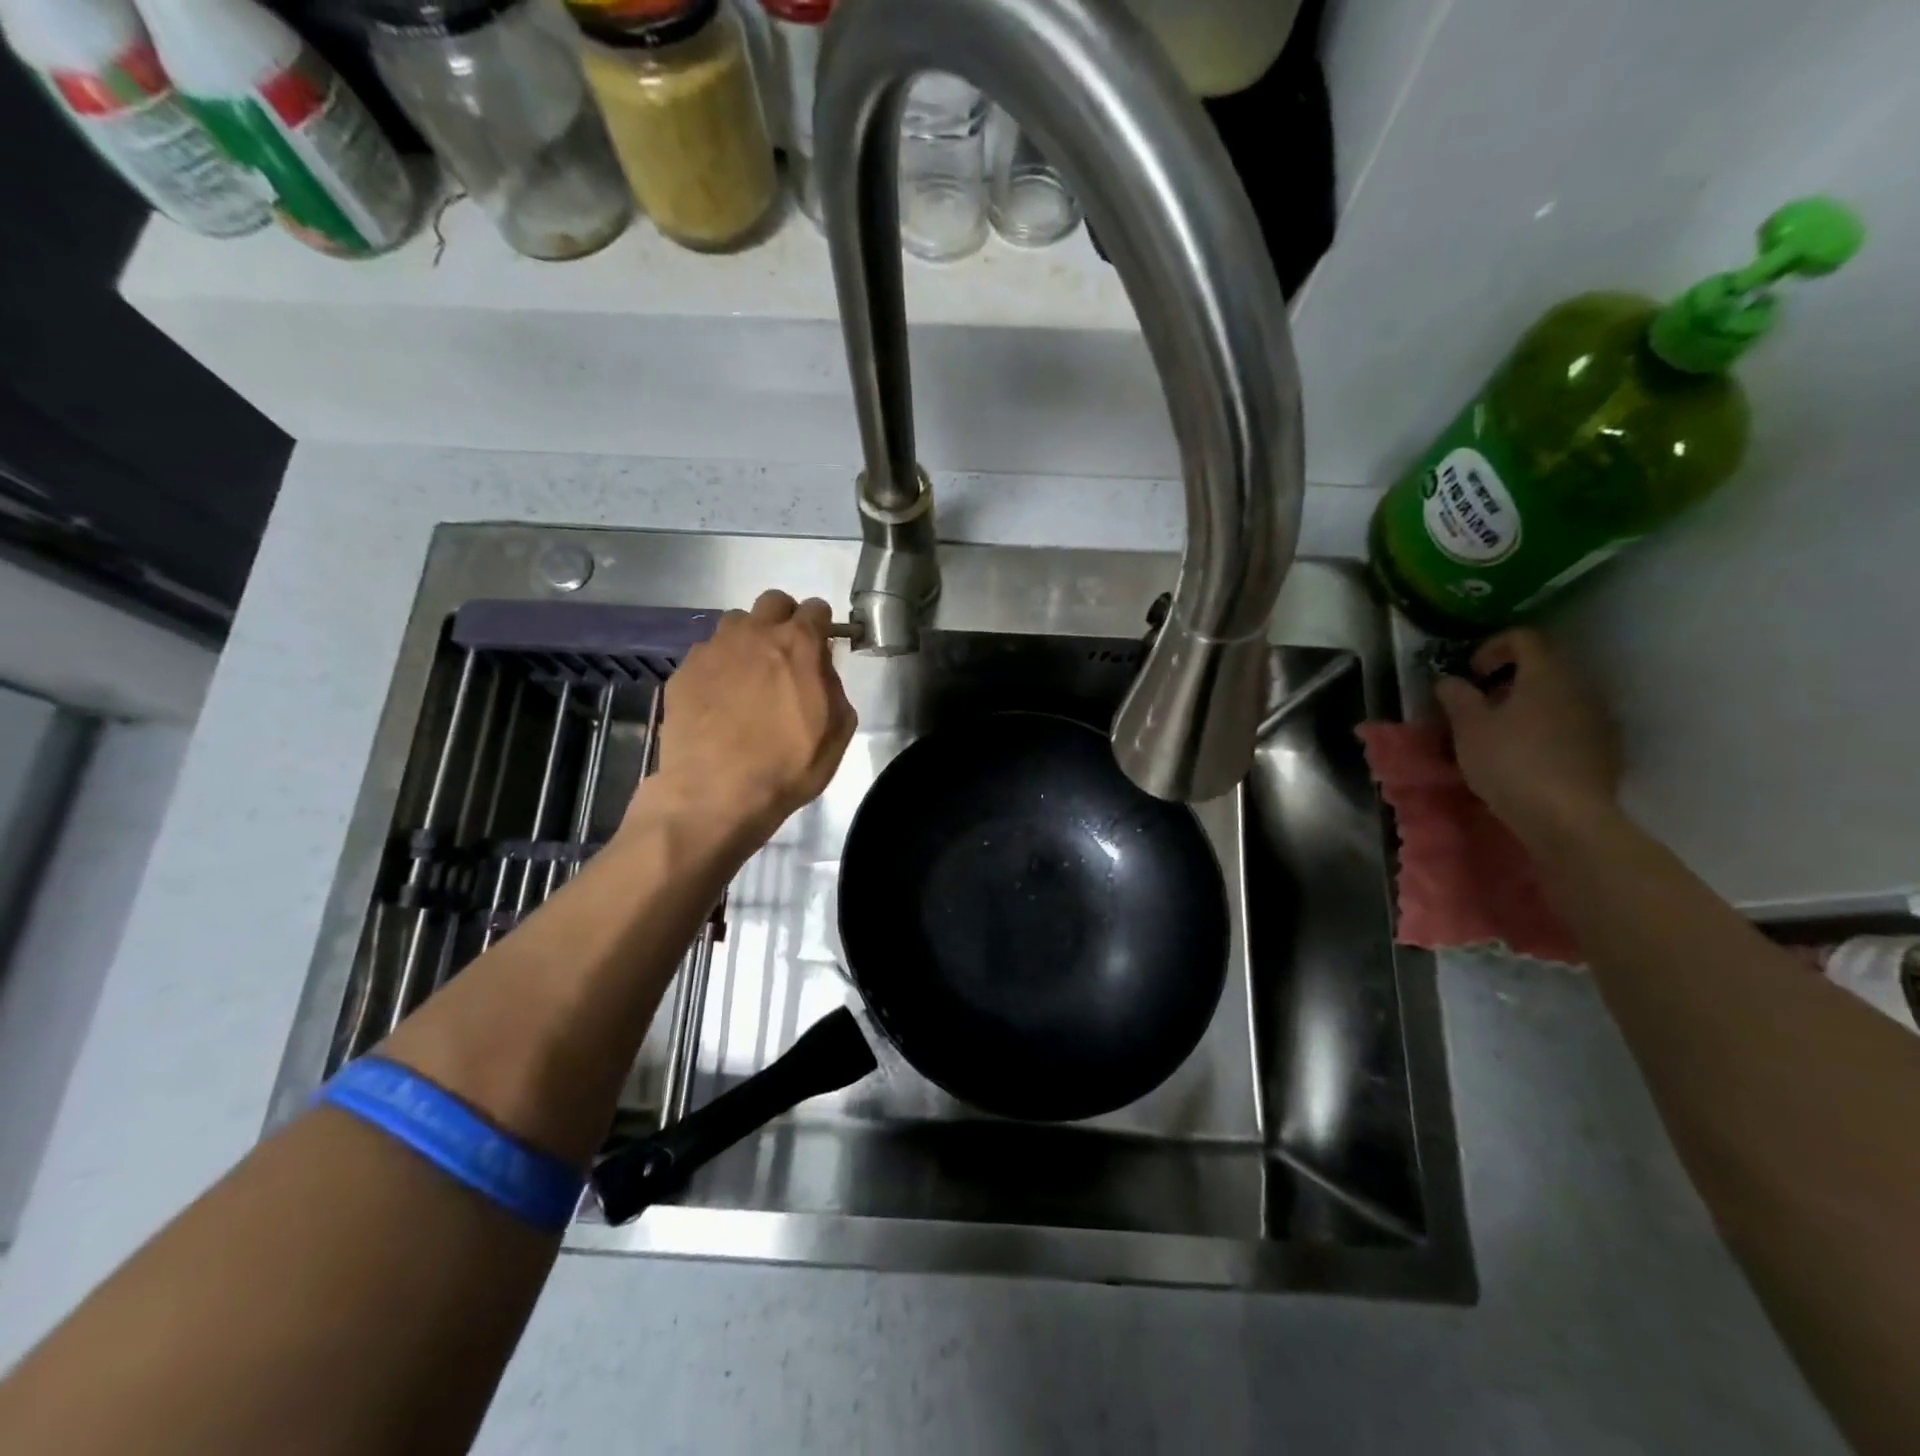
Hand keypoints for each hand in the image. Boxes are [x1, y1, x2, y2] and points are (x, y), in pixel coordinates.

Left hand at [633, 590, 856, 846]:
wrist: (715, 793)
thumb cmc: (787, 766)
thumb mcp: (837, 732)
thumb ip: (834, 688)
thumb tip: (820, 671)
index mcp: (798, 645)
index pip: (816, 609)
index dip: (822, 626)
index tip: (822, 647)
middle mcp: (754, 634)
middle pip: (773, 602)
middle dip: (784, 619)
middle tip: (786, 655)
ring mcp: (713, 649)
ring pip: (735, 623)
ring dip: (748, 639)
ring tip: (749, 676)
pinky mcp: (683, 671)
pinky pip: (707, 654)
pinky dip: (718, 667)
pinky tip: (719, 700)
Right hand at [1433, 628, 1619, 847]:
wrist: (1566, 817)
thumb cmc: (1509, 761)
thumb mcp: (1468, 727)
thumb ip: (1457, 697)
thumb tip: (1449, 680)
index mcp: (1546, 675)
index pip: (1524, 638)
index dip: (1493, 647)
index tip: (1471, 672)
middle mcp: (1579, 688)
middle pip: (1544, 668)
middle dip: (1509, 681)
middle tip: (1480, 705)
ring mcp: (1598, 720)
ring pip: (1558, 699)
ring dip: (1528, 707)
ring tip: (1500, 734)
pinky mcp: (1605, 750)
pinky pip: (1571, 726)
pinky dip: (1546, 731)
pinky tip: (1526, 757)